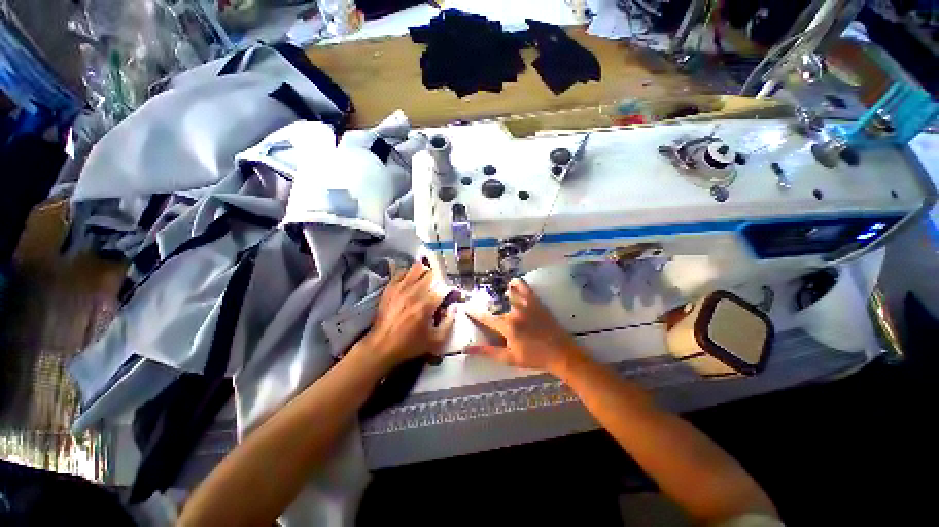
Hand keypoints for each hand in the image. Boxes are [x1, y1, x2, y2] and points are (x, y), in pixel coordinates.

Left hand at [358, 261, 453, 368]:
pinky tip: (411, 282)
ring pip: (417, 267)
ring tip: (425, 281)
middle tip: (438, 288)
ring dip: (425, 272)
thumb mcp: (436, 340)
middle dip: (439, 279)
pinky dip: (410, 274)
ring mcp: (401, 287)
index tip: (449, 296)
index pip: (444, 287)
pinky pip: (402, 271)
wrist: (382, 345)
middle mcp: (415, 291)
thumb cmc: (411, 344)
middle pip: (432, 273)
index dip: (450, 290)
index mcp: (427, 304)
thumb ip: (449, 322)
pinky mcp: (390, 287)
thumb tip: (454, 306)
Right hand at [466, 278, 585, 375]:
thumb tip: (466, 349)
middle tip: (490, 311)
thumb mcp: (509, 358)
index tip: (466, 307)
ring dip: (503, 294)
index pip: (486, 318)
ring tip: (500, 295)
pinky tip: (513, 283)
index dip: (475, 313)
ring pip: (510, 293)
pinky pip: (525, 287)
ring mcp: (526, 305)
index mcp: (507, 326)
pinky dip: (517, 283)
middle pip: (497, 306)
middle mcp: (514, 312)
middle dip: (491, 308)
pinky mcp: (536, 302)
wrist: (561, 353)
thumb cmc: (534, 358)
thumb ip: (487, 351)